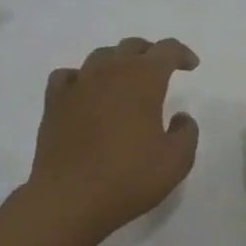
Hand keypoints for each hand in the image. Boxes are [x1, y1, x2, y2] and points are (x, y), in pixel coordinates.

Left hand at [27, 37, 200, 242]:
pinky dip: (82, 78)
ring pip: (101, 56)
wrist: (68, 199)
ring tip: (125, 81)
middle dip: (151, 53)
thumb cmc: (128, 178)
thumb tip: (180, 117)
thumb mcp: (176, 161)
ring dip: (118, 62)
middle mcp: (109, 71)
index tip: (191, 66)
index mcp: (143, 79)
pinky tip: (86, 93)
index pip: (167, 50)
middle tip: (161, 70)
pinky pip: (69, 76)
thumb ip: (186, 133)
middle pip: (132, 46)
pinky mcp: (54, 102)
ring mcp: (78, 84)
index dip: (182, 54)